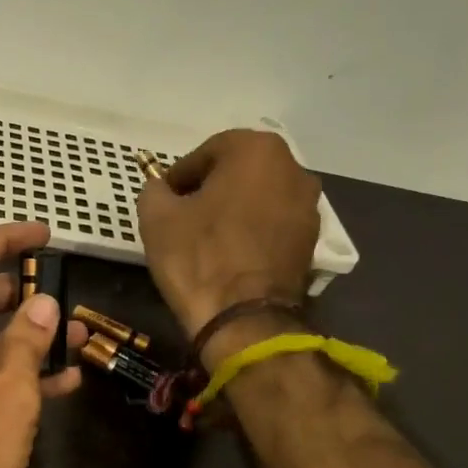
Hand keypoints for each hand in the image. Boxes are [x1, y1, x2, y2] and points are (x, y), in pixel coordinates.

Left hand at [0, 224, 85, 467]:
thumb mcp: (5, 401)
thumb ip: (26, 345)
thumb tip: (44, 304)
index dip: (1, 241)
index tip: (43, 234)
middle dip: (13, 293)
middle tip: (59, 288)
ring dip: (18, 339)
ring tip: (74, 337)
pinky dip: (5, 375)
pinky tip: (58, 382)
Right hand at [136, 128, 320, 343]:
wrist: (243, 318)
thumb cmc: (197, 256)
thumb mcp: (156, 217)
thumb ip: (155, 190)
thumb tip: (162, 190)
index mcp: (256, 150)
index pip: (207, 151)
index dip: (180, 175)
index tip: (164, 198)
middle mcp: (293, 168)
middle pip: (239, 170)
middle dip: (211, 187)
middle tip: (183, 214)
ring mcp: (309, 206)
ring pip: (260, 197)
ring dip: (234, 208)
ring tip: (207, 236)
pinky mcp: (312, 241)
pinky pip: (273, 224)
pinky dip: (252, 231)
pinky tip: (230, 254)